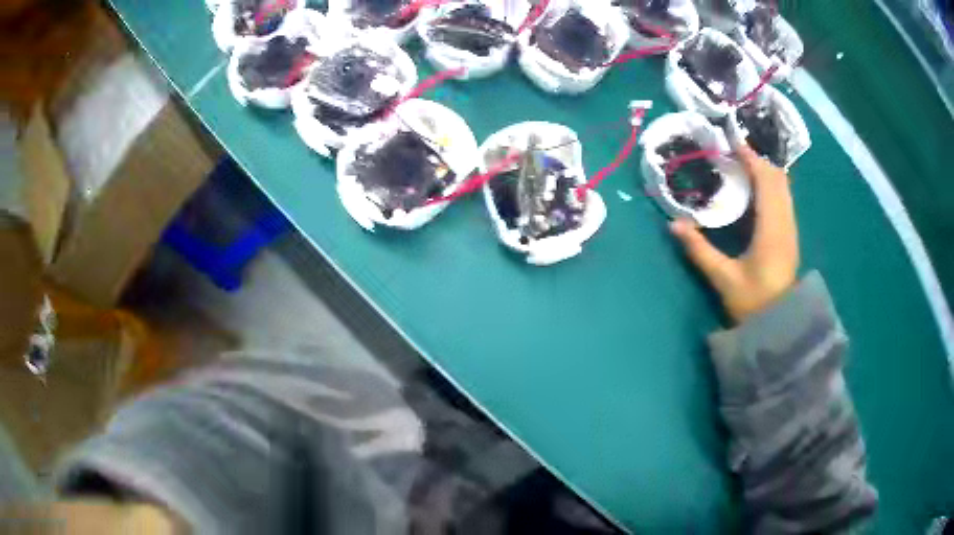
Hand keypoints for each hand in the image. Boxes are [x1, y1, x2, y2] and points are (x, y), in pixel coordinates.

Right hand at [670, 144, 799, 323]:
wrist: (780, 325)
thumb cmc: (754, 303)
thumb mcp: (724, 279)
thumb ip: (699, 250)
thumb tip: (673, 224)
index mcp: (771, 229)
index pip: (766, 181)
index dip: (752, 158)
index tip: (733, 142)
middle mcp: (785, 223)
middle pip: (778, 178)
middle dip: (759, 158)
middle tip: (736, 148)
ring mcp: (791, 228)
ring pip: (784, 187)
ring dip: (766, 169)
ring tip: (745, 160)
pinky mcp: (790, 235)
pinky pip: (784, 198)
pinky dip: (771, 183)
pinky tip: (758, 184)